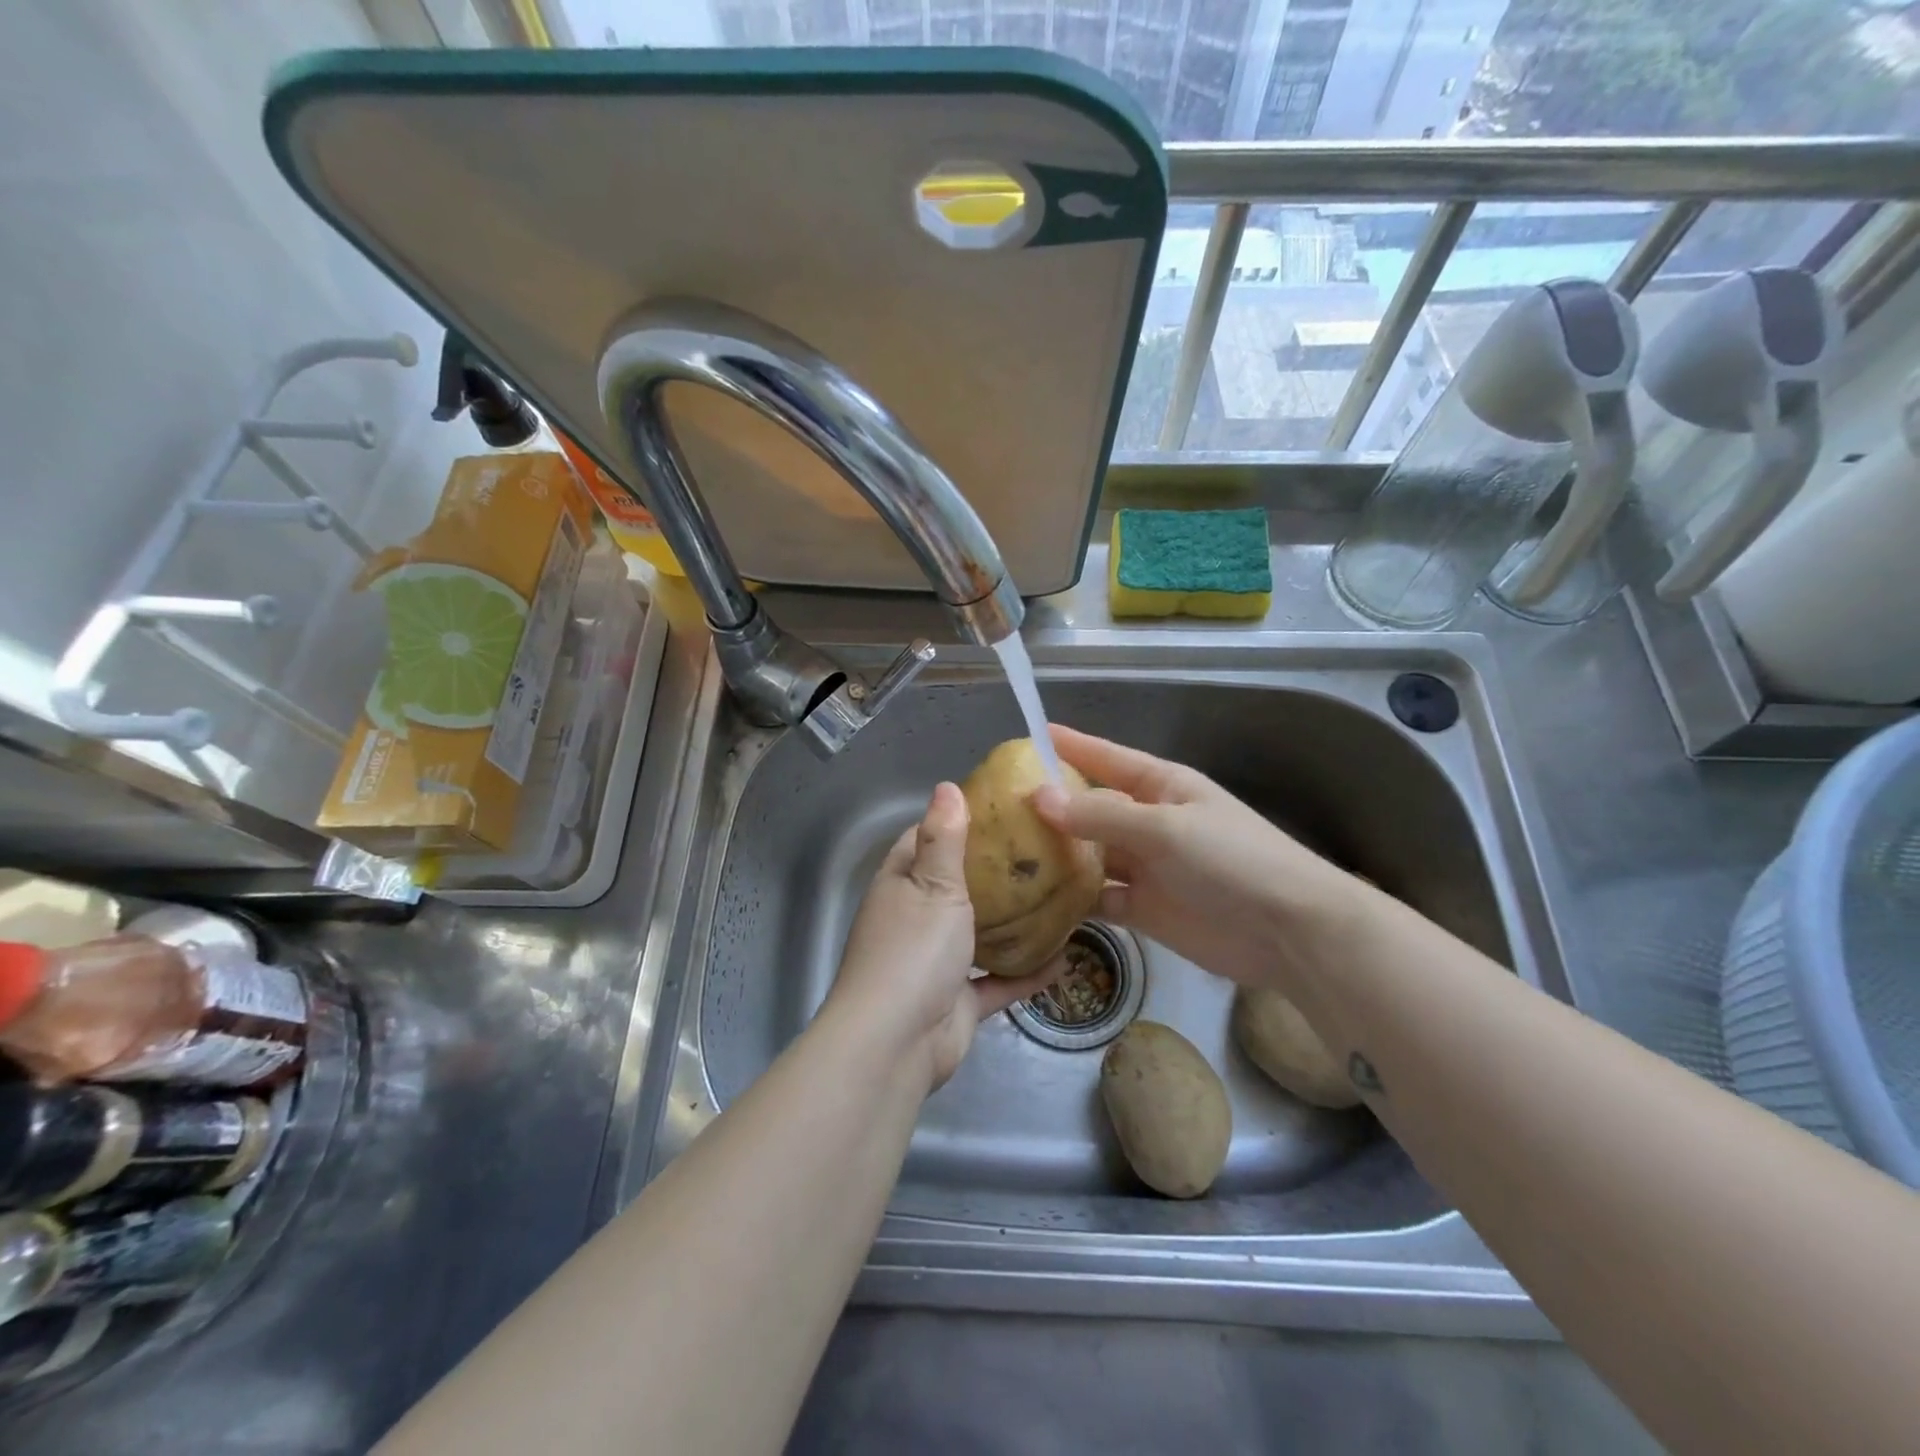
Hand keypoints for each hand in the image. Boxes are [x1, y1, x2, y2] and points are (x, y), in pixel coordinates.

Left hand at [826, 782, 1054, 1091]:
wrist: (896, 1043)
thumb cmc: (914, 950)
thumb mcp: (933, 884)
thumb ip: (944, 838)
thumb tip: (946, 786)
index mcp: (901, 883)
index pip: (925, 839)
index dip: (957, 822)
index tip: (1000, 809)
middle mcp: (914, 918)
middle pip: (955, 885)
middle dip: (993, 871)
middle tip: (1042, 850)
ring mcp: (935, 962)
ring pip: (977, 934)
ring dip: (1010, 923)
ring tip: (1056, 898)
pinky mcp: (957, 1001)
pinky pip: (997, 982)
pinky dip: (1025, 973)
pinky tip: (1063, 960)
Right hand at [1032, 725, 1364, 993]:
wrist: (1289, 931)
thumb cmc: (1231, 860)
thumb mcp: (1164, 828)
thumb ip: (1100, 814)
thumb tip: (1038, 796)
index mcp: (1160, 786)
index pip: (1105, 757)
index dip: (1069, 746)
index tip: (1029, 735)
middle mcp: (1148, 821)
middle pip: (1090, 807)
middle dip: (1050, 806)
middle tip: (997, 807)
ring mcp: (1145, 866)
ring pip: (1089, 854)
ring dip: (1056, 854)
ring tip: (1005, 853)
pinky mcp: (1144, 908)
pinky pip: (1099, 898)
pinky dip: (1072, 899)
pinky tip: (1037, 901)